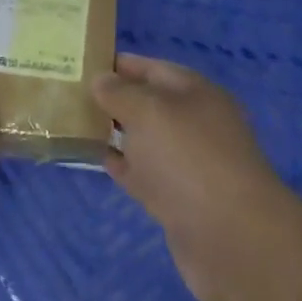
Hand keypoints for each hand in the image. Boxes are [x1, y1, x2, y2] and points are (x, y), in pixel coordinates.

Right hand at [93, 54, 296, 300]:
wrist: (231, 238)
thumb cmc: (188, 158)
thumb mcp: (149, 111)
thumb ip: (120, 92)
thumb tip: (101, 79)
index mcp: (196, 93)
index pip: (153, 68)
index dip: (119, 64)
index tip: (82, 62)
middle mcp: (195, 123)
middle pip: (148, 103)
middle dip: (114, 98)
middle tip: (70, 94)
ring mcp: (188, 163)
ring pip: (144, 139)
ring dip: (115, 132)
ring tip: (74, 123)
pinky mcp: (178, 200)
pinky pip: (143, 173)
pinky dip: (122, 165)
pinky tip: (96, 158)